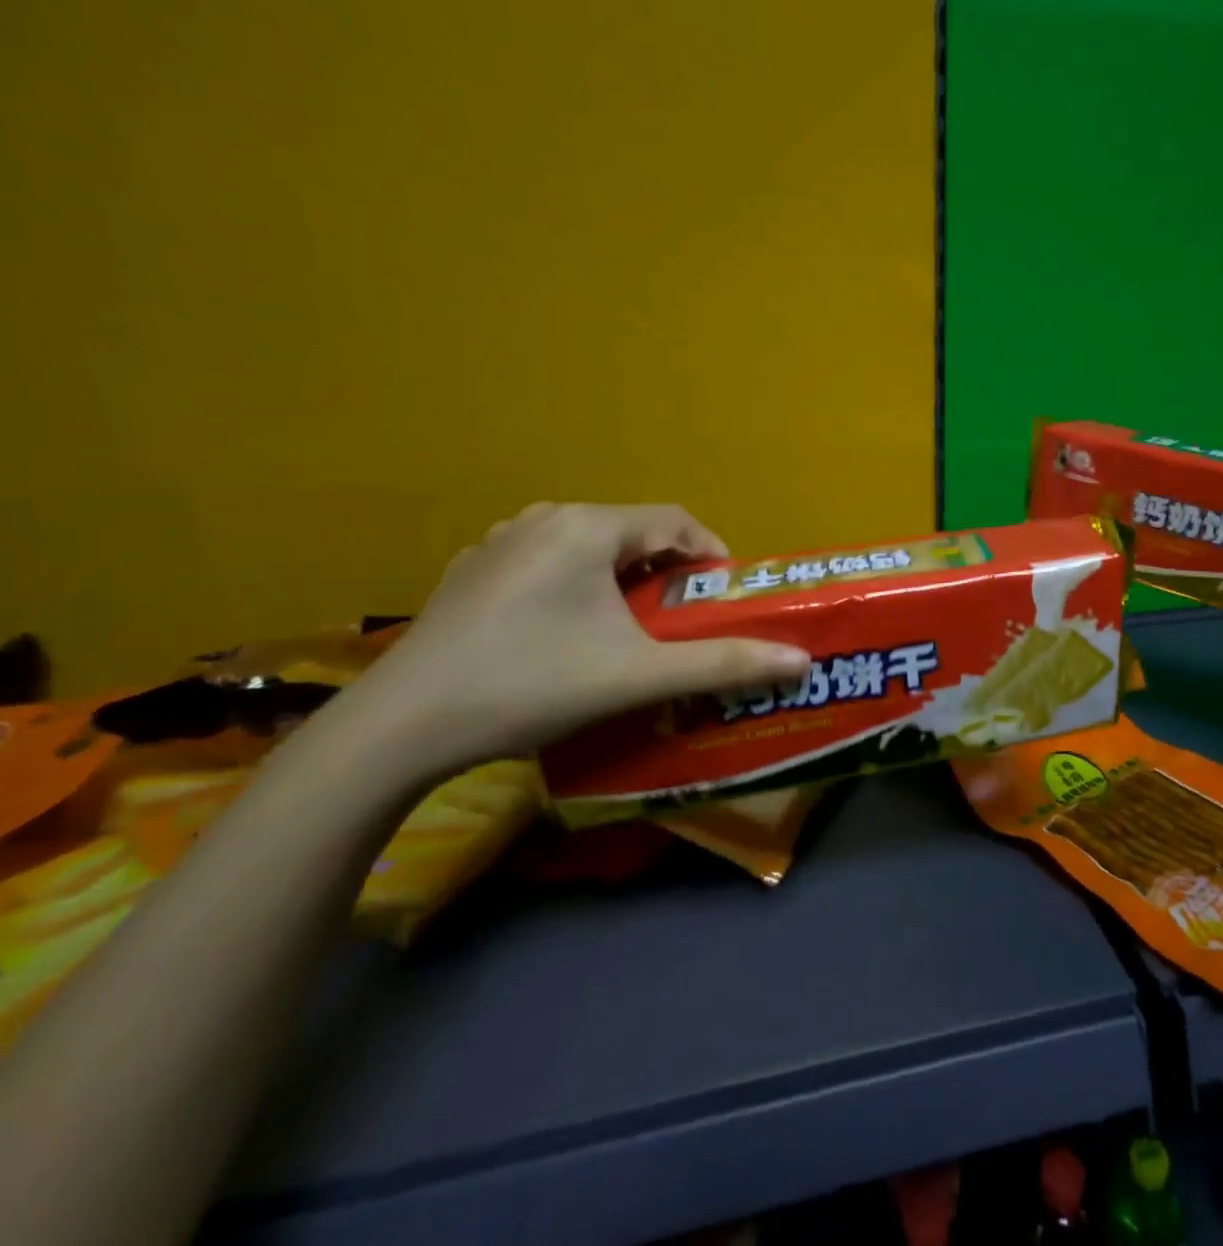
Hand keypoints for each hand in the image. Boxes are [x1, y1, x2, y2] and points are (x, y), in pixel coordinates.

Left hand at [349, 503, 810, 778]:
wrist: (399, 728)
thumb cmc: (532, 684)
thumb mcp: (639, 675)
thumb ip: (724, 664)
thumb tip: (801, 660)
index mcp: (588, 526)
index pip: (676, 521)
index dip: (711, 555)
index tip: (724, 600)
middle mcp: (545, 518)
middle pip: (633, 533)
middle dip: (668, 574)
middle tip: (684, 621)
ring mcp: (500, 542)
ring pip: (589, 548)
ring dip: (623, 580)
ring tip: (633, 629)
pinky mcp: (471, 571)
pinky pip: (548, 564)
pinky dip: (578, 587)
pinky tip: (567, 634)